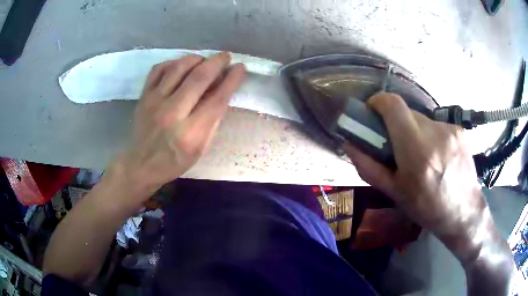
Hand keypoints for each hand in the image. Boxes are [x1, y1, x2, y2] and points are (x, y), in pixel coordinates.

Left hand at [110, 52, 246, 206]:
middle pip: (199, 78)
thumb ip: (212, 120)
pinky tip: (180, 66)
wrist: (141, 165)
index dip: (232, 80)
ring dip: (196, 59)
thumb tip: (222, 90)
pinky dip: (173, 63)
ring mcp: (154, 102)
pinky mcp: (143, 96)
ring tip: (204, 60)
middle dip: (217, 62)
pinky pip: (158, 69)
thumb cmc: (175, 161)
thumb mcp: (200, 149)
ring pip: (178, 68)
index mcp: (190, 133)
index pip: (216, 99)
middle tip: (225, 56)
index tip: (240, 68)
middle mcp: (172, 113)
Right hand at [345, 93, 486, 258]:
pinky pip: (437, 126)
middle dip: (396, 124)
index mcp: (416, 149)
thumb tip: (350, 144)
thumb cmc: (427, 208)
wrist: (464, 212)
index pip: (393, 105)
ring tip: (421, 157)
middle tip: (397, 146)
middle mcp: (434, 132)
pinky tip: (438, 157)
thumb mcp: (394, 192)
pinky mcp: (459, 130)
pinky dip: (431, 137)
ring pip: (422, 120)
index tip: (372, 112)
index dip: (378, 102)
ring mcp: (450, 129)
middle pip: (407, 112)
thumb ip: (369, 167)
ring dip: (415, 132)